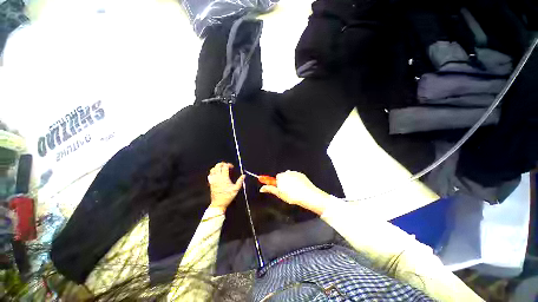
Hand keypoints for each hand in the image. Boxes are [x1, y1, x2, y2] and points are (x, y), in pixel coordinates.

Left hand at [208, 162, 244, 212]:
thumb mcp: (236, 189)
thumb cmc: (228, 196)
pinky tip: (217, 174)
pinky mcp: (211, 182)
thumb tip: (243, 175)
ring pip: (213, 169)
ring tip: (222, 168)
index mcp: (224, 178)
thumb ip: (240, 181)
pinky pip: (210, 174)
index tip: (232, 167)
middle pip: (218, 166)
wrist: (218, 203)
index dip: (229, 165)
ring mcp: (213, 180)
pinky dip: (213, 171)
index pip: (225, 167)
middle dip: (222, 164)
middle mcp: (218, 177)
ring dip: (217, 167)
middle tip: (227, 165)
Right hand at [260, 171, 329, 214]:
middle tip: (287, 191)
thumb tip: (262, 188)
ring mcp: (295, 173)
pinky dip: (296, 180)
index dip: (278, 184)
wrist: (307, 195)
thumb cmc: (292, 196)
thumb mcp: (279, 194)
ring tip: (294, 190)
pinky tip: (299, 187)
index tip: (280, 188)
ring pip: (290, 176)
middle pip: (283, 176)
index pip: (276, 178)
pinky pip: (296, 176)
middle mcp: (287, 172)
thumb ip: (270, 189)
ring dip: (290, 181)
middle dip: (284, 182)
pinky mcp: (301, 174)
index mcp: (281, 177)